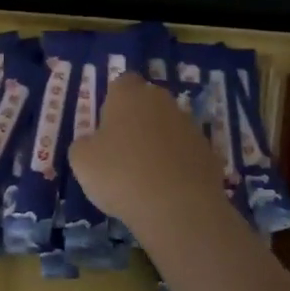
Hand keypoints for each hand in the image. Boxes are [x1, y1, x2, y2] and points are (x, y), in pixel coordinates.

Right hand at [68, 72, 226, 237]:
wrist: (177, 208)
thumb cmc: (120, 175)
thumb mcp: (81, 161)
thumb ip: (84, 144)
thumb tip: (93, 143)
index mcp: (129, 95)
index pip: (121, 82)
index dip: (112, 101)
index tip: (105, 126)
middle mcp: (162, 102)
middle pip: (147, 102)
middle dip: (136, 120)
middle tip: (121, 150)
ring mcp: (190, 126)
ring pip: (168, 127)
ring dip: (158, 142)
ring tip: (144, 174)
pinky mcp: (208, 152)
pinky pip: (185, 152)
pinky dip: (177, 164)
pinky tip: (166, 188)